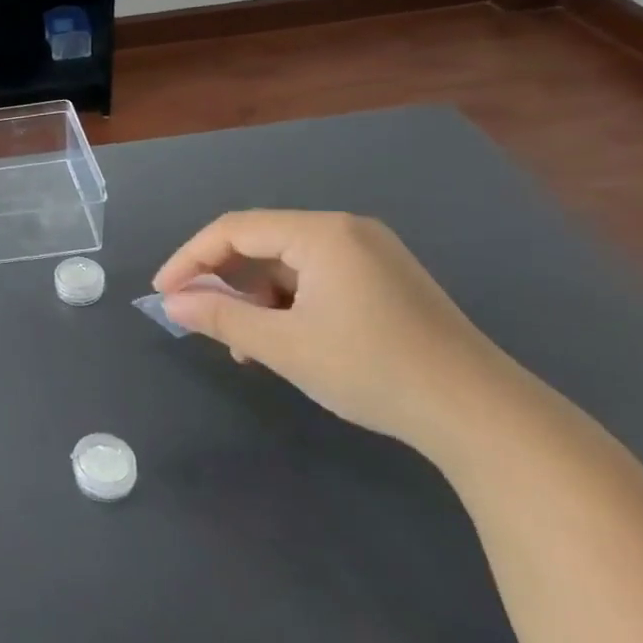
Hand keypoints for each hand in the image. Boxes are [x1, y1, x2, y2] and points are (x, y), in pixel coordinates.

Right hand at [153, 210, 519, 450]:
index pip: (234, 229)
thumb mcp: (283, 345)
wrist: (479, 413)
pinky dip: (287, 305)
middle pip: (261, 242)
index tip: (163, 294)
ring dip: (254, 298)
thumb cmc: (371, 368)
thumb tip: (171, 303)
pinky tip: (282, 342)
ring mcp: (371, 255)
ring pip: (287, 265)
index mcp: (322, 233)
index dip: (190, 258)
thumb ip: (220, 317)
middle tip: (196, 316)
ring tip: (242, 344)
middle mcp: (346, 232)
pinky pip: (316, 280)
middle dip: (223, 280)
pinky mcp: (384, 282)